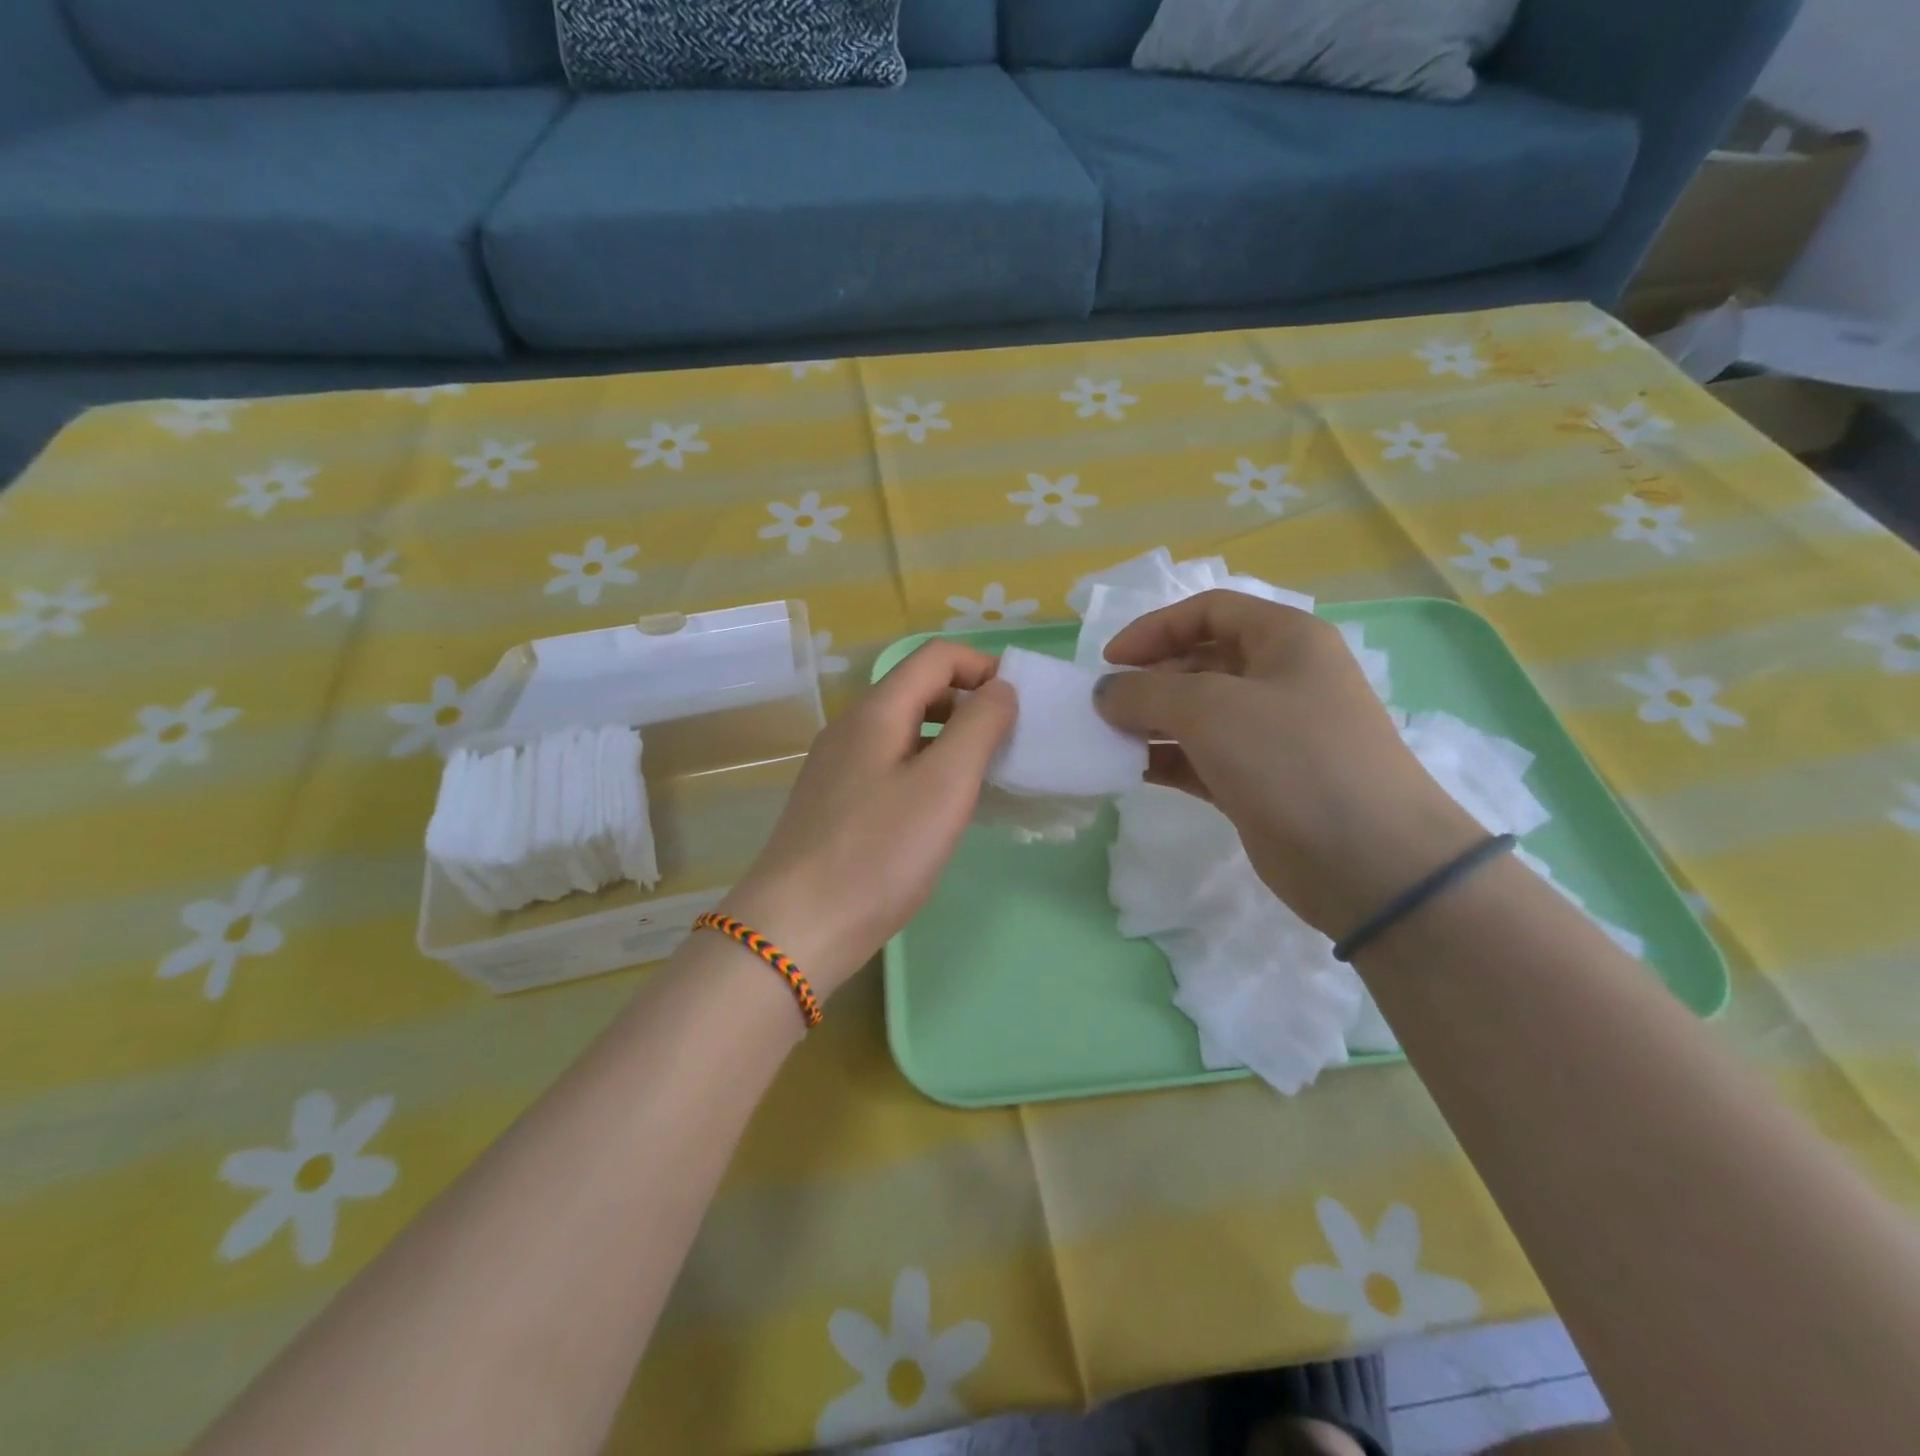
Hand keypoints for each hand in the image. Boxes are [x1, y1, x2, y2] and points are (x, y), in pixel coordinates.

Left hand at [720, 641, 1016, 996]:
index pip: (936, 656)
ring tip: (984, 779)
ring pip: (905, 730)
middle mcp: (852, 727)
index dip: (983, 667)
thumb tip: (1000, 688)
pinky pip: (890, 764)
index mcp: (877, 710)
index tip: (1019, 707)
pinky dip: (926, 769)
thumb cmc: (880, 852)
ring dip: (951, 740)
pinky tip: (941, 810)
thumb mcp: (944, 784)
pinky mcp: (835, 802)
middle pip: (919, 689)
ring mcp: (838, 765)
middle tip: (1008, 746)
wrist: (798, 926)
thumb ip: (979, 726)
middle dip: (970, 704)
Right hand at [1093, 591, 1479, 937]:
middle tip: (1105, 708)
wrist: (1368, 861)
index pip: (1209, 612)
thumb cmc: (1291, 759)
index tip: (1110, 661)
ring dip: (1152, 721)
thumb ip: (1146, 692)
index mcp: (1285, 640)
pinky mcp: (1258, 781)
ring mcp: (1271, 734)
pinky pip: (1201, 758)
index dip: (1154, 629)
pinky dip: (1166, 758)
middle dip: (1149, 679)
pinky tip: (1129, 769)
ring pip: (1198, 714)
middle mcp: (1280, 679)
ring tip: (1109, 739)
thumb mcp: (1210, 709)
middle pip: (1200, 662)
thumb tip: (1106, 693)